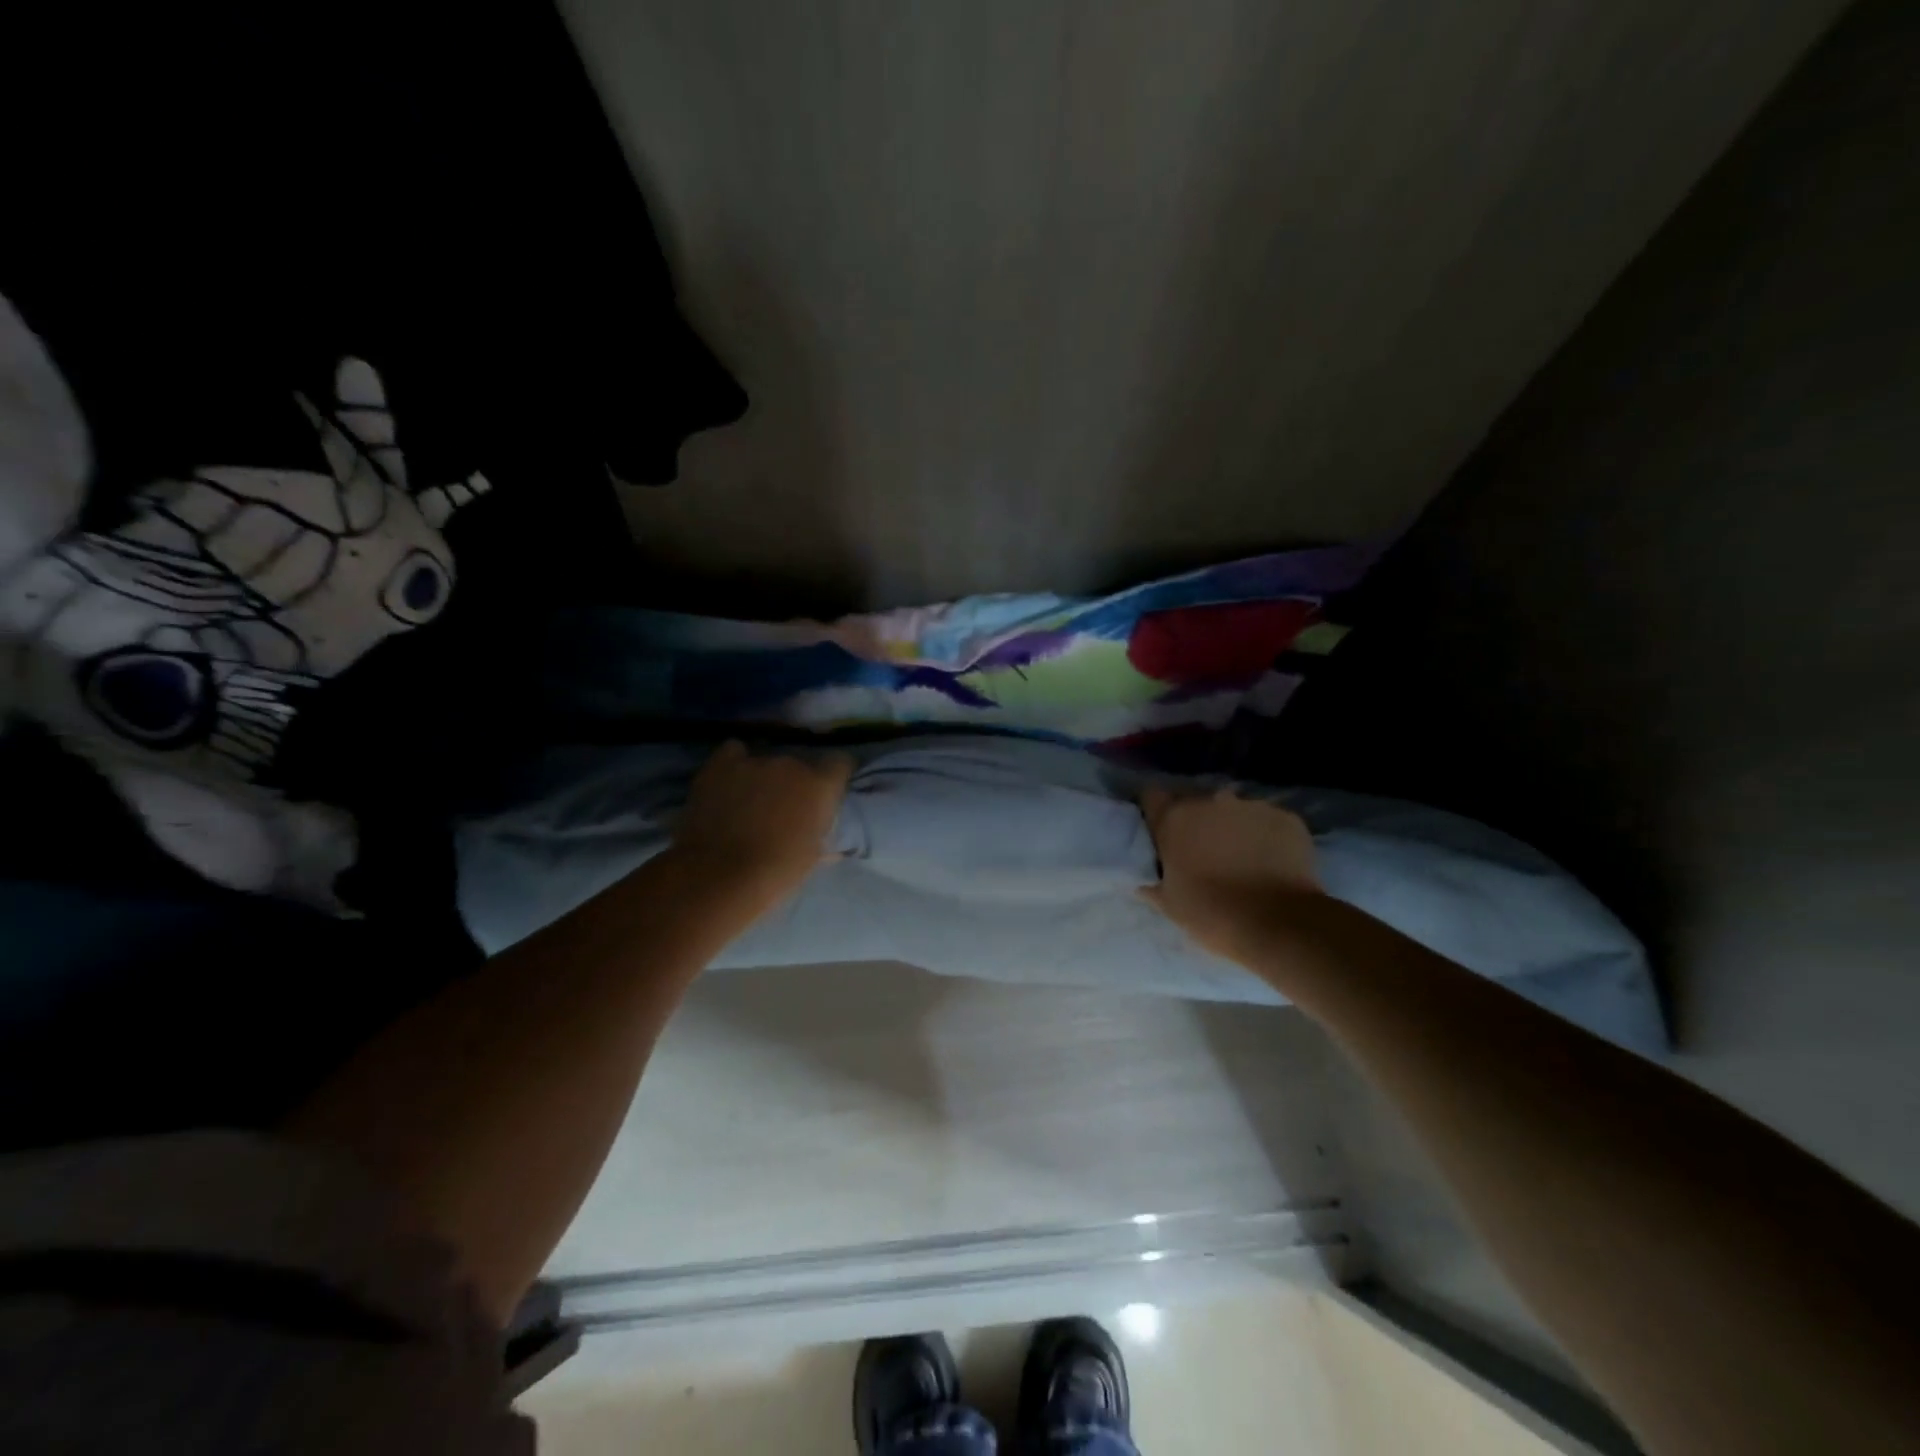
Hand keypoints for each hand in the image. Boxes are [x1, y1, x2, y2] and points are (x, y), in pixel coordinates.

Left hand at [669, 741, 852, 904]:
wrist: (720, 876)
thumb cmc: (776, 872)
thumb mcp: (811, 858)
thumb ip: (823, 838)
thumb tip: (833, 846)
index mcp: (821, 786)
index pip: (840, 763)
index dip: (834, 775)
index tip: (827, 791)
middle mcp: (792, 764)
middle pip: (799, 764)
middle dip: (794, 782)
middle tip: (783, 807)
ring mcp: (755, 761)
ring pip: (766, 761)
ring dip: (763, 777)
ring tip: (750, 801)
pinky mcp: (721, 764)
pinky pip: (733, 752)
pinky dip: (734, 764)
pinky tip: (728, 782)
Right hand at [1139, 786, 1320, 958]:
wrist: (1278, 925)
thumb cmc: (1212, 914)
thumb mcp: (1169, 904)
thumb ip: (1152, 883)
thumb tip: (1144, 881)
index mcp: (1175, 818)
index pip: (1152, 796)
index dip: (1154, 813)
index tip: (1160, 833)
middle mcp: (1211, 800)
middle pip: (1195, 802)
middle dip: (1196, 822)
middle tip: (1202, 853)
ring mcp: (1252, 805)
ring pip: (1233, 811)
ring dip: (1231, 828)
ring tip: (1241, 860)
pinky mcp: (1287, 817)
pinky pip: (1267, 821)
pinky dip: (1265, 836)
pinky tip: (1270, 863)